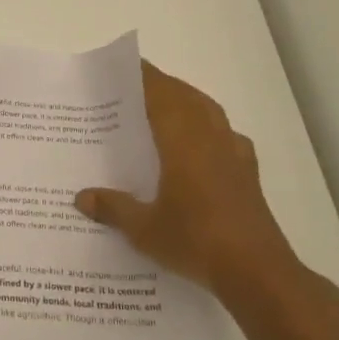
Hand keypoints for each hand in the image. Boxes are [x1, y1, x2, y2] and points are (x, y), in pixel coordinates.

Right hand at [75, 61, 307, 307]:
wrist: (257, 272)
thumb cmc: (196, 241)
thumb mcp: (144, 229)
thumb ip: (113, 208)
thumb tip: (81, 197)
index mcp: (183, 141)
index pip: (161, 95)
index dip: (145, 78)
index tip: (127, 67)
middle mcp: (210, 138)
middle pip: (186, 97)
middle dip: (163, 86)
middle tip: (137, 87)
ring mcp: (234, 154)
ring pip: (209, 112)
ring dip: (188, 101)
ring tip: (166, 106)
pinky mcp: (248, 173)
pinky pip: (226, 134)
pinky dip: (211, 127)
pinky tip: (204, 144)